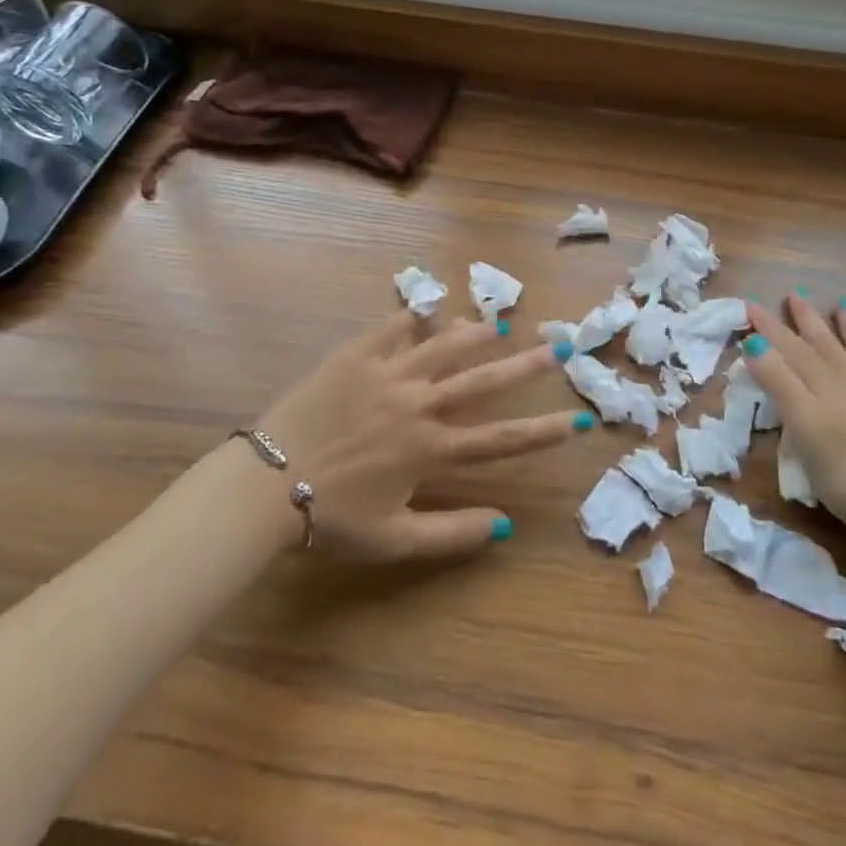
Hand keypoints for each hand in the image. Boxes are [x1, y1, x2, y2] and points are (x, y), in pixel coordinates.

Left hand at [256, 311, 581, 561]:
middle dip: (527, 365)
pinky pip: (390, 329)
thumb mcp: (394, 540)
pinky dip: (412, 316)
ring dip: (477, 334)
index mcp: (431, 449)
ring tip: (503, 323)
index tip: (580, 419)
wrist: (265, 486)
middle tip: (561, 344)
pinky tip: (430, 305)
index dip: (545, 431)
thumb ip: (452, 533)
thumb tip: (506, 526)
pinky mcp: (354, 357)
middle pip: (483, 380)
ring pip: (443, 346)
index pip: (502, 439)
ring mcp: (387, 375)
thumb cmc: (330, 517)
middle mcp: (419, 404)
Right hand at [742, 293, 845, 540]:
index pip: (790, 350)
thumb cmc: (844, 475)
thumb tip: (755, 342)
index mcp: (823, 389)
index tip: (750, 304)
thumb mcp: (802, 426)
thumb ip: (779, 382)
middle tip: (795, 294)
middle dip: (807, 320)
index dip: (769, 328)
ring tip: (843, 306)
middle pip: (825, 347)